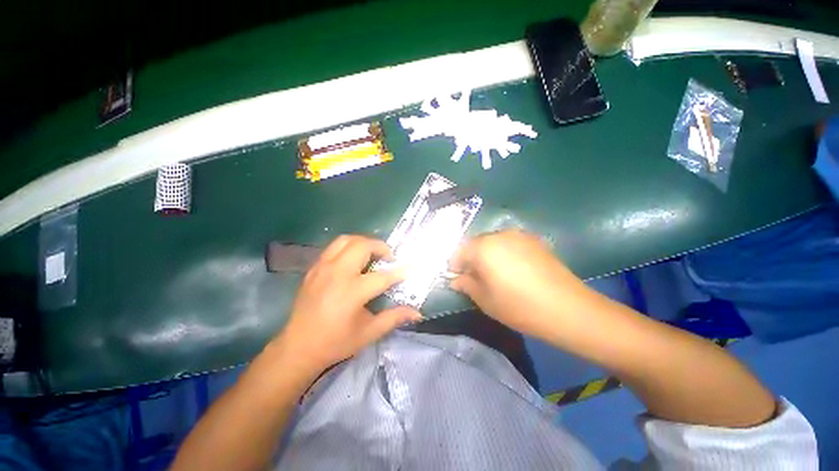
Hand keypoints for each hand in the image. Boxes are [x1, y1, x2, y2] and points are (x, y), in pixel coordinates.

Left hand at [273, 235, 421, 373]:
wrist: (297, 347)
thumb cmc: (336, 342)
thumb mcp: (369, 333)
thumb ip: (394, 318)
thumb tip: (417, 313)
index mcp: (352, 292)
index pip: (383, 276)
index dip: (399, 272)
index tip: (410, 269)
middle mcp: (337, 274)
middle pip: (363, 246)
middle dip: (381, 247)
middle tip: (389, 258)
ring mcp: (323, 268)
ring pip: (346, 240)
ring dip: (363, 242)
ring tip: (372, 254)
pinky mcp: (314, 269)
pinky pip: (333, 247)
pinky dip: (348, 247)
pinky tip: (353, 261)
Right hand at [450, 230, 593, 338]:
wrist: (567, 308)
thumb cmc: (518, 306)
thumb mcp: (485, 300)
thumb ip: (466, 285)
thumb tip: (456, 279)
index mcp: (483, 248)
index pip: (459, 251)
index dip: (455, 265)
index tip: (457, 278)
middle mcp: (499, 235)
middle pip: (476, 244)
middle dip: (472, 259)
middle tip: (475, 277)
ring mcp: (518, 235)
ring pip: (493, 242)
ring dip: (488, 255)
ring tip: (495, 274)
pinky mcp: (534, 240)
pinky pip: (510, 243)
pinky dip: (504, 253)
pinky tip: (513, 269)